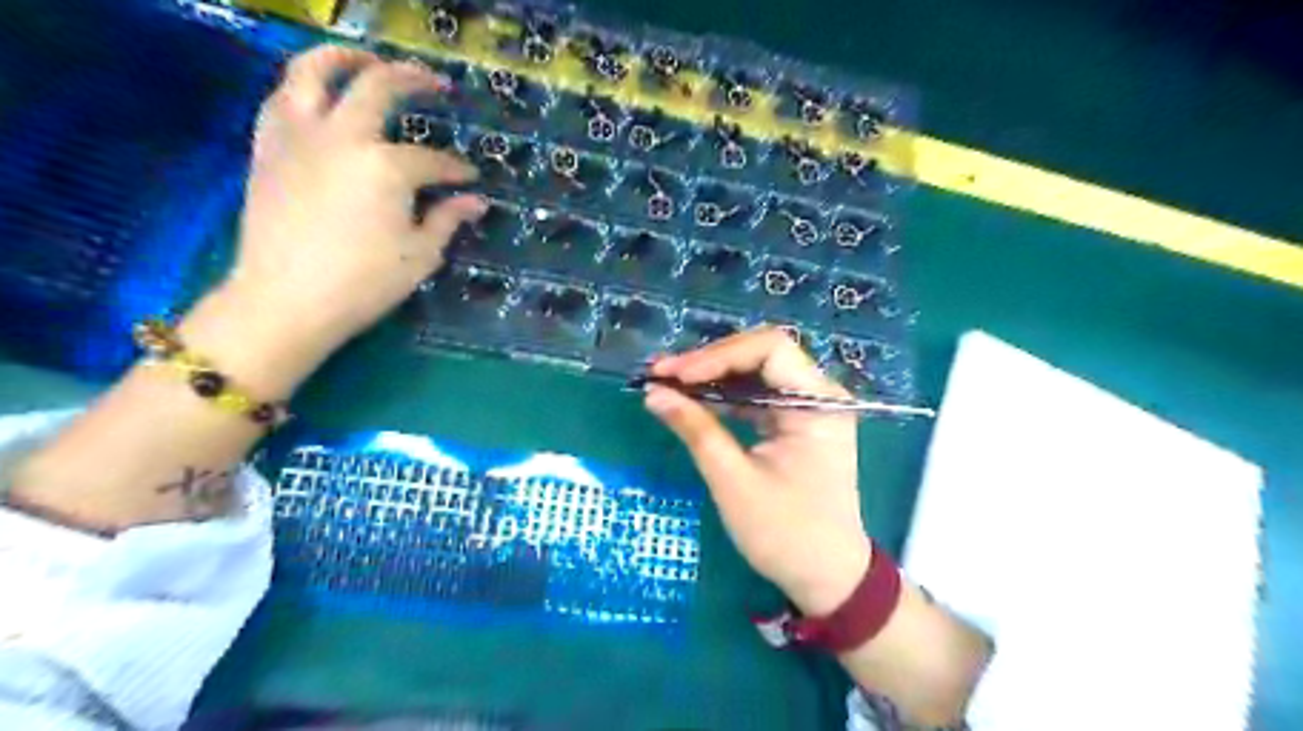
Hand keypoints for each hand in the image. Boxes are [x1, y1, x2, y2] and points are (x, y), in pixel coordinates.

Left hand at [218, 43, 481, 363]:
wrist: (285, 300)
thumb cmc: (364, 282)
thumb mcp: (420, 254)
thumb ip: (448, 219)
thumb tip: (475, 202)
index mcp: (386, 167)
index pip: (432, 160)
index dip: (456, 169)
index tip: (470, 179)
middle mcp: (342, 136)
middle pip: (377, 86)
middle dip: (413, 79)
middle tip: (435, 84)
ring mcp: (298, 136)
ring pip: (312, 71)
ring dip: (344, 58)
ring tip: (366, 61)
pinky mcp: (267, 149)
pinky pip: (281, 100)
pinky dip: (302, 88)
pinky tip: (318, 98)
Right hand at [643, 329, 868, 613]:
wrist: (827, 576)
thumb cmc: (786, 533)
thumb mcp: (734, 481)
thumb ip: (696, 430)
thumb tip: (653, 393)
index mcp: (818, 403)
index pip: (769, 349)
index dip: (718, 355)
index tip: (675, 375)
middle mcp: (819, 394)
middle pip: (761, 355)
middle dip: (710, 362)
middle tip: (662, 375)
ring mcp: (809, 407)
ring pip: (755, 373)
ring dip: (712, 377)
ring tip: (668, 383)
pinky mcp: (796, 423)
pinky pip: (757, 396)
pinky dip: (724, 397)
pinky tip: (693, 400)